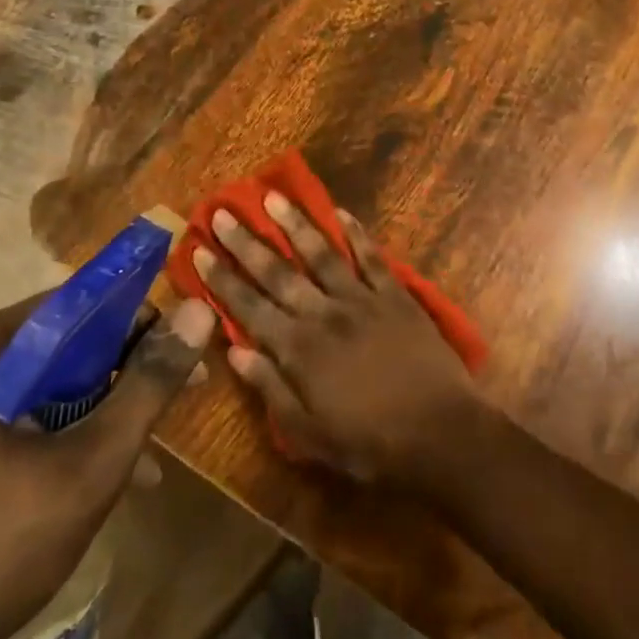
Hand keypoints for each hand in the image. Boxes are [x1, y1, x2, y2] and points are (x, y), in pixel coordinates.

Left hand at [0, 295, 216, 638]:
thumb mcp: (90, 465)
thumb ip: (148, 386)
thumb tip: (199, 311)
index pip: (68, 303)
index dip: (130, 315)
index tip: (175, 343)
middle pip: (54, 350)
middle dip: (120, 372)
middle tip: (172, 395)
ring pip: (36, 395)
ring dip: (95, 414)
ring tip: (146, 452)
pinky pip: (11, 431)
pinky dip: (58, 443)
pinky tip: (96, 485)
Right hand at [194, 195, 479, 485]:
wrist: (439, 431)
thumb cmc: (370, 443)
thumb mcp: (309, 434)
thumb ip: (271, 389)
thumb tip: (235, 351)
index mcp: (299, 350)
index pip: (249, 308)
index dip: (222, 279)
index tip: (200, 251)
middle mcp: (324, 314)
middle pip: (279, 272)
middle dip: (247, 242)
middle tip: (223, 212)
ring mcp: (362, 299)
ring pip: (322, 253)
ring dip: (295, 224)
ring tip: (273, 196)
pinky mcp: (395, 294)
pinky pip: (372, 256)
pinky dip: (356, 233)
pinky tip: (341, 212)